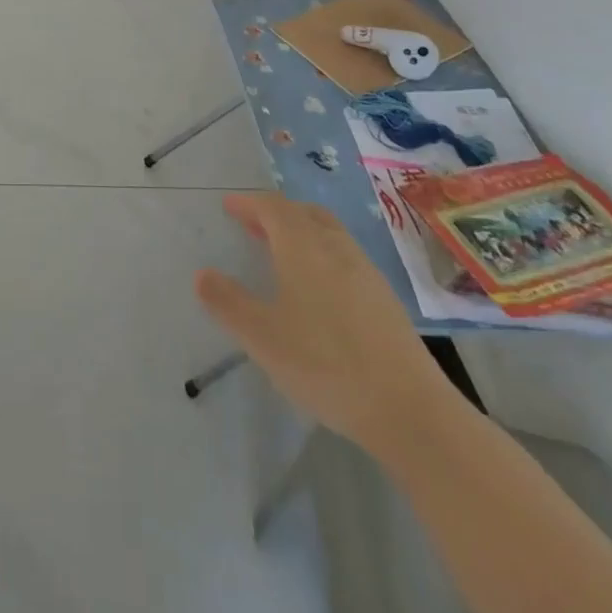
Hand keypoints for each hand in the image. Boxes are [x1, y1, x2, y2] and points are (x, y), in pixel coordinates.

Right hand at [195, 192, 452, 454]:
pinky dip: (323, 254)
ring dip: (302, 231)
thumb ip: (228, 302)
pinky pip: (346, 257)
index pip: (272, 208)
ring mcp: (366, 272)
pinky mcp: (385, 300)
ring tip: (283, 252)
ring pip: (329, 233)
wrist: (409, 409)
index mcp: (302, 247)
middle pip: (304, 213)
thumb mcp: (262, 337)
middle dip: (276, 213)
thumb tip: (202, 274)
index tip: (229, 206)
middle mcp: (335, 248)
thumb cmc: (325, 364)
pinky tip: (319, 288)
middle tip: (254, 225)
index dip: (249, 203)